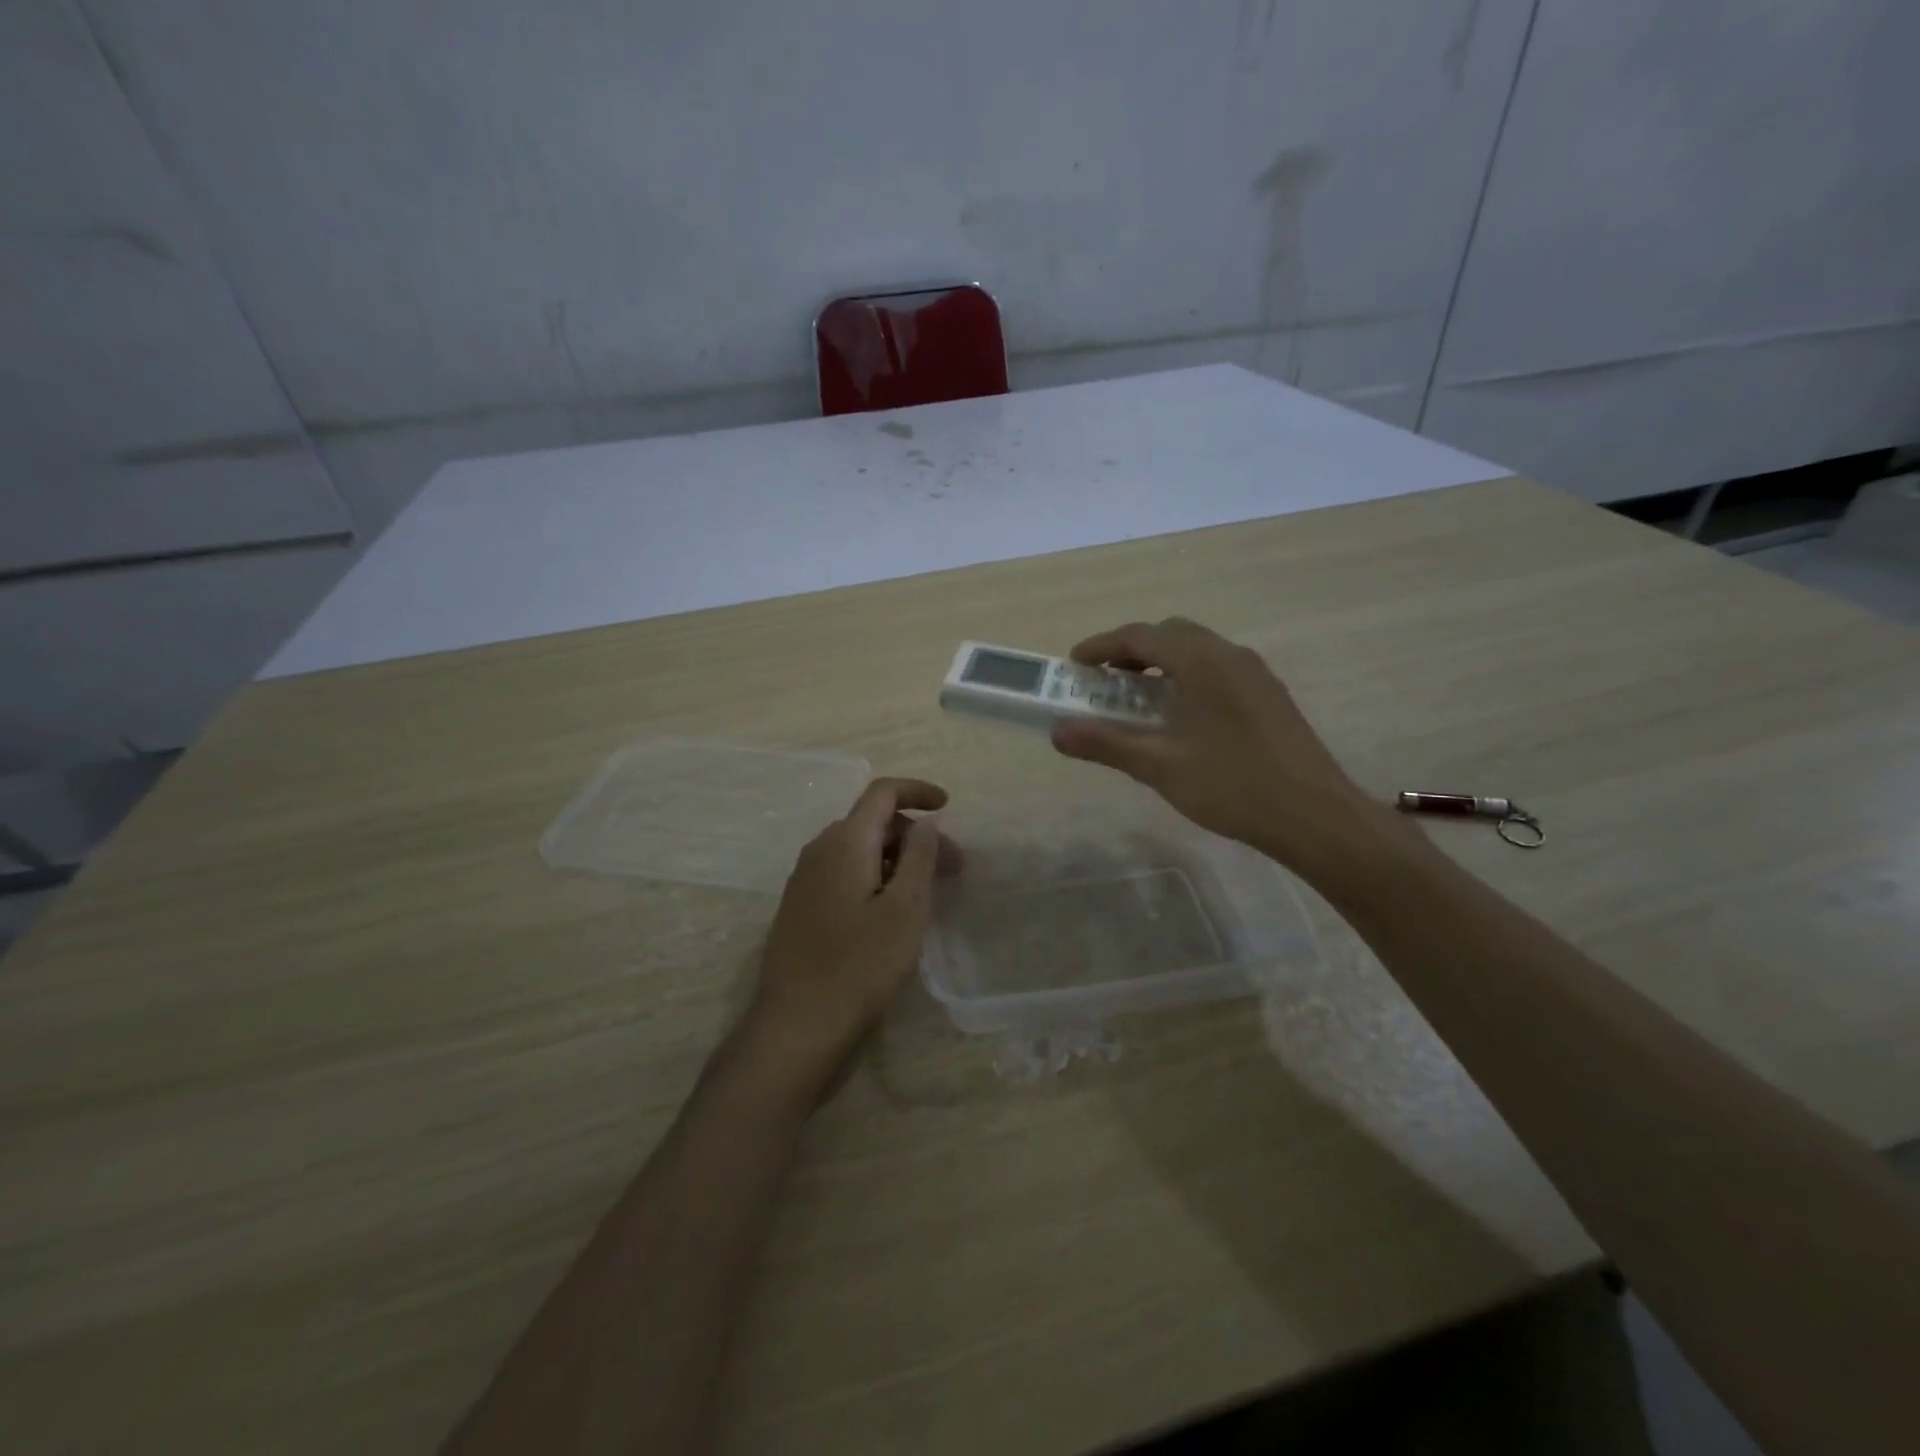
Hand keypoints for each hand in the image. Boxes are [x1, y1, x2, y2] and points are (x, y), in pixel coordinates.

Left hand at [740, 777, 948, 1096]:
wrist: (797, 1024)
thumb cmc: (860, 964)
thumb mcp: (905, 908)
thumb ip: (919, 856)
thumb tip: (926, 821)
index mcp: (844, 842)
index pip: (882, 793)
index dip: (918, 791)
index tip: (948, 807)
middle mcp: (819, 850)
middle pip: (873, 822)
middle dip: (915, 835)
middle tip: (952, 868)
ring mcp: (805, 880)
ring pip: (859, 850)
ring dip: (897, 859)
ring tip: (927, 892)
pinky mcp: (801, 907)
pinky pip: (844, 874)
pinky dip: (875, 877)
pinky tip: (892, 911)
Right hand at [1051, 618, 1404, 881]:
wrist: (1314, 815)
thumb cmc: (1232, 785)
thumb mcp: (1159, 766)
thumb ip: (1105, 743)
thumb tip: (1057, 732)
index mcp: (1201, 661)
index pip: (1140, 635)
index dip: (1101, 646)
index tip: (1075, 665)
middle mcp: (1229, 655)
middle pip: (1170, 634)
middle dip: (1131, 651)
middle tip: (1105, 682)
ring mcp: (1255, 673)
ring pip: (1197, 651)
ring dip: (1161, 664)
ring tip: (1138, 700)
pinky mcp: (1269, 695)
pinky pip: (1217, 669)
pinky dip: (1187, 677)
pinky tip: (1181, 718)